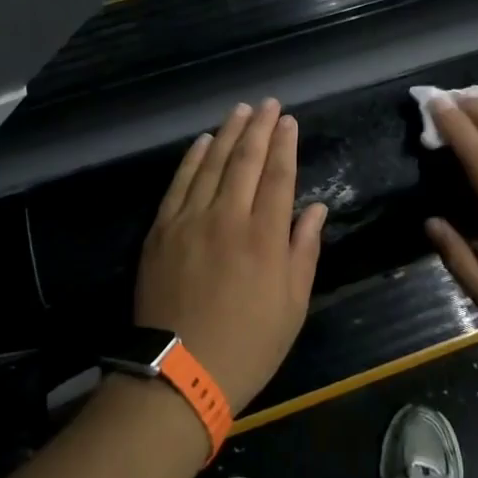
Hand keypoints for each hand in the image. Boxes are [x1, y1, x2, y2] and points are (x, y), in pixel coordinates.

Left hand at [135, 99, 328, 412]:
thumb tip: (315, 209)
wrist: (179, 374)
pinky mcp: (162, 229)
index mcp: (265, 237)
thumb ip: (303, 251)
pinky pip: (180, 183)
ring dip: (229, 133)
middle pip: (247, 160)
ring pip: (213, 163)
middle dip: (260, 127)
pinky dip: (193, 158)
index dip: (285, 144)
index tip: (289, 120)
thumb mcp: (292, 306)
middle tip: (268, 103)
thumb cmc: (247, 345)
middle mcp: (229, 217)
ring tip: (240, 110)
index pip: (279, 176)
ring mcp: (191, 220)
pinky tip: (204, 141)